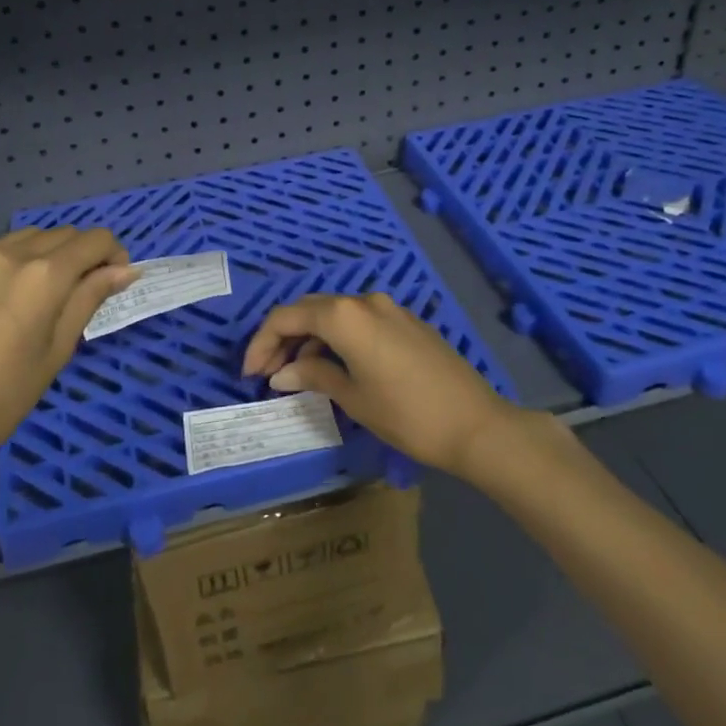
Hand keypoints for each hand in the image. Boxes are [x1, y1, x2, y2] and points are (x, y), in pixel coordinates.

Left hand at [0, 228, 135, 473]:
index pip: (94, 240)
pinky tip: (0, 301)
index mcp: (44, 275)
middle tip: (82, 288)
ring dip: (45, 253)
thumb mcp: (58, 349)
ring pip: (24, 238)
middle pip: (62, 234)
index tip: (113, 280)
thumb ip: (90, 299)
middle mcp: (8, 255)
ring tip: (41, 292)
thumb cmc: (5, 396)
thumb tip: (124, 270)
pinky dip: (8, 265)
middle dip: (82, 253)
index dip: (113, 255)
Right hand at [241, 293, 521, 479]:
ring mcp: (389, 309)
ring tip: (298, 375)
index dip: (262, 342)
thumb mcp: (353, 397)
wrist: (475, 424)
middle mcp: (365, 301)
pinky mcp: (407, 322)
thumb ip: (313, 376)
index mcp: (345, 316)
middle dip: (284, 338)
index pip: (288, 317)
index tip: (250, 373)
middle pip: (310, 310)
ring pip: (335, 315)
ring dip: (311, 339)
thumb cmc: (406, 414)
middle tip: (268, 373)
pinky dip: (338, 340)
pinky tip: (334, 367)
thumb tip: (282, 374)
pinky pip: (360, 322)